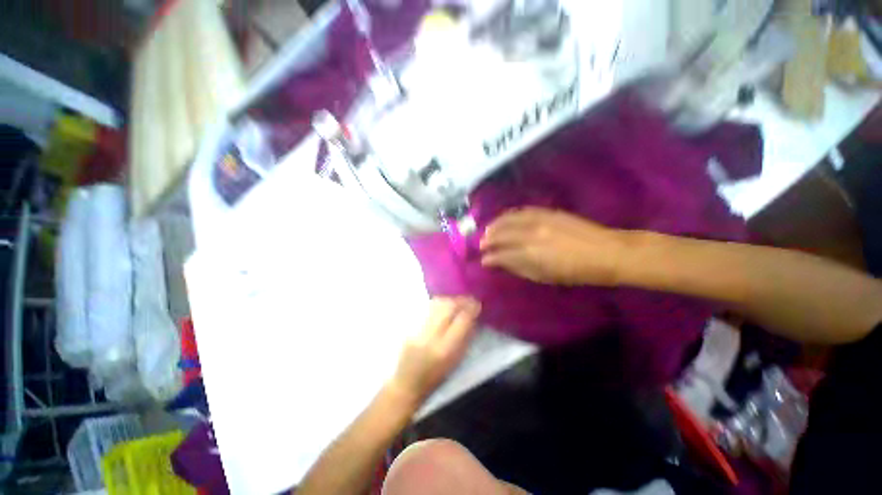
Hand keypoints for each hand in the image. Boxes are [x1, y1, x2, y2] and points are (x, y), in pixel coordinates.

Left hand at [388, 297, 480, 403]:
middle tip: (469, 299)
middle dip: (461, 300)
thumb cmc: (436, 378)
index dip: (471, 309)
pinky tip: (444, 304)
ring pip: (437, 304)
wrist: (406, 383)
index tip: (477, 304)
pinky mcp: (410, 326)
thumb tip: (473, 318)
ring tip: (457, 301)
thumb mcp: (456, 362)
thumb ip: (465, 339)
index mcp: (446, 350)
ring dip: (450, 299)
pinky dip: (439, 303)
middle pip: (448, 308)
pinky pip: (427, 308)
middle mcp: (431, 337)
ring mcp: (418, 329)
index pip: (462, 320)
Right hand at [480, 207, 628, 285]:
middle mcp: (531, 234)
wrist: (607, 252)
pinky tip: (504, 218)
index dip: (490, 257)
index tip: (483, 260)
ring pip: (509, 219)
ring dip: (495, 225)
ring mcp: (540, 220)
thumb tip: (498, 263)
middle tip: (481, 244)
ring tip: (488, 230)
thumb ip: (519, 268)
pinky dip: (510, 215)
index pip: (502, 253)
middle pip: (502, 234)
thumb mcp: (545, 277)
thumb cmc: (576, 272)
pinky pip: (522, 211)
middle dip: (488, 239)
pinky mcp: (548, 212)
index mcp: (531, 254)